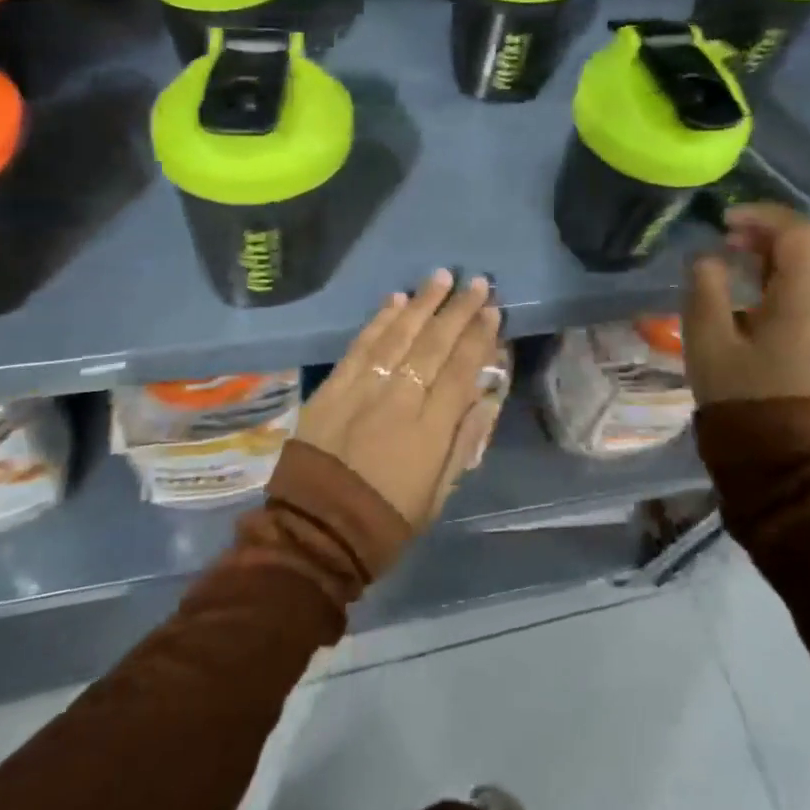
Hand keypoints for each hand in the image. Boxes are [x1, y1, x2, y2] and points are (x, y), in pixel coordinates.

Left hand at [296, 271, 504, 529]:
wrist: (316, 532)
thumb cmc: (386, 521)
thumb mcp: (439, 493)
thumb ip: (464, 441)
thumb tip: (488, 397)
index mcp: (431, 430)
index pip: (462, 370)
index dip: (479, 337)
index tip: (493, 310)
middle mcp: (400, 400)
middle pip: (435, 344)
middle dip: (458, 309)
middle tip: (477, 282)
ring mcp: (363, 389)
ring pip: (399, 335)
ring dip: (423, 303)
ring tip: (442, 277)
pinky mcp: (333, 387)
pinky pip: (362, 345)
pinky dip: (381, 319)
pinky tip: (396, 299)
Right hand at [682, 205, 809, 404]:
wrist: (770, 444)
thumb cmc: (736, 389)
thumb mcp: (707, 335)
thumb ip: (706, 284)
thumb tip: (708, 255)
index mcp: (804, 300)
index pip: (801, 233)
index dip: (763, 216)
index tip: (725, 222)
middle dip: (771, 226)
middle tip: (730, 234)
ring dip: (777, 244)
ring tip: (735, 250)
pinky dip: (784, 264)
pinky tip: (751, 276)